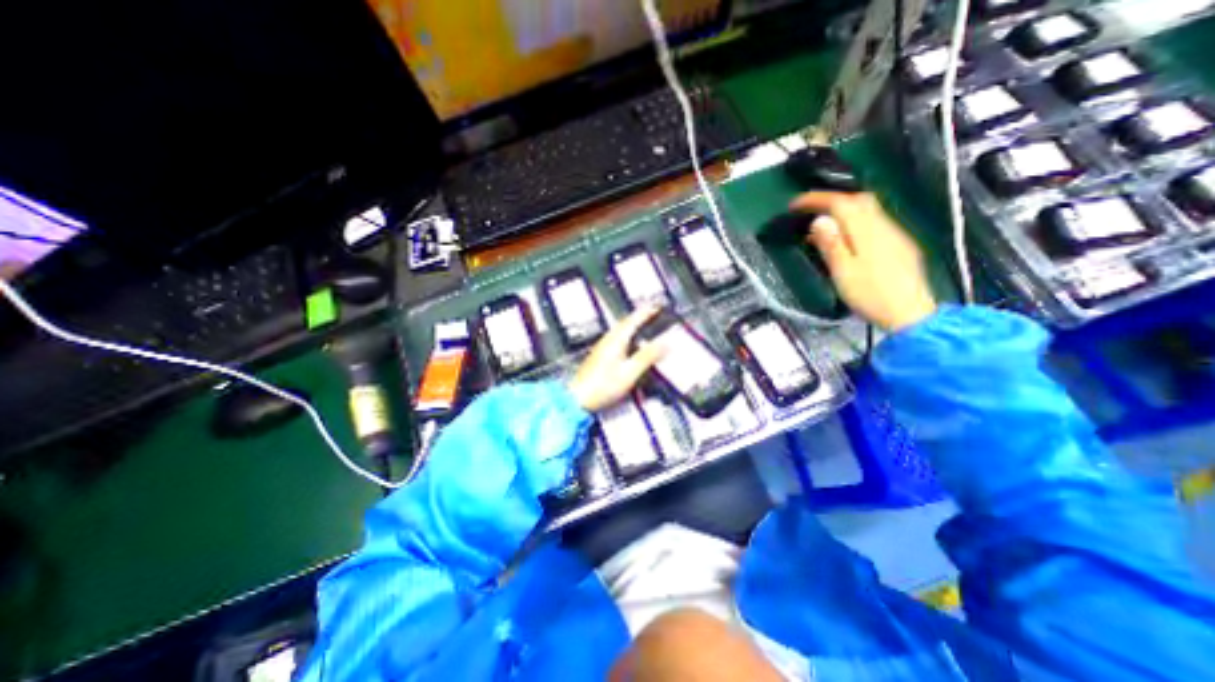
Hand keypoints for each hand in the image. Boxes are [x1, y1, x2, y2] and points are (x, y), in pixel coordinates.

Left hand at [567, 306, 663, 412]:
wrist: (578, 398)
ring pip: (620, 331)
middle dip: (639, 317)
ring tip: (643, 328)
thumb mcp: (630, 372)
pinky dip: (626, 338)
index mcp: (616, 340)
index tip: (656, 307)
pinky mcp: (599, 357)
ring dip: (632, 327)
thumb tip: (665, 343)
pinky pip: (616, 340)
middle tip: (651, 314)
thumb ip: (648, 356)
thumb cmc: (602, 386)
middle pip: (625, 323)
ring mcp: (602, 348)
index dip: (646, 313)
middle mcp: (608, 340)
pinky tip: (629, 346)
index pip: (633, 320)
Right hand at [789, 192, 937, 332]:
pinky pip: (875, 222)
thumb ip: (831, 244)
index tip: (795, 204)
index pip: (841, 203)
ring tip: (823, 226)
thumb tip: (819, 220)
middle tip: (810, 210)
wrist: (909, 314)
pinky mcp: (899, 245)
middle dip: (832, 199)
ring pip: (868, 209)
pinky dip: (855, 222)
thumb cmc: (870, 295)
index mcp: (866, 232)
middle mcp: (883, 226)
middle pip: (858, 199)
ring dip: (843, 210)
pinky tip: (846, 239)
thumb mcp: (843, 272)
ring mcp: (894, 234)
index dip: (816, 199)